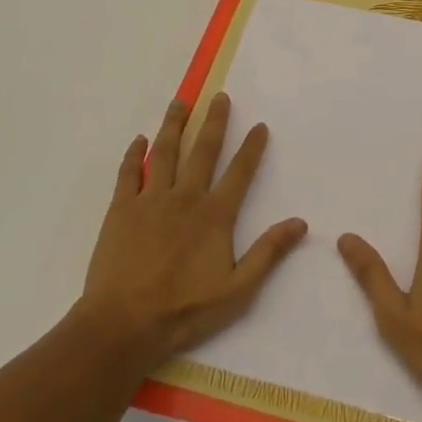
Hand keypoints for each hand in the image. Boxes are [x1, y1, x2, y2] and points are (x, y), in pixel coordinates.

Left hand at [77, 93, 307, 372]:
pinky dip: (134, 154)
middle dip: (214, 122)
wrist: (123, 325)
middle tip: (219, 97)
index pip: (239, 172)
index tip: (260, 125)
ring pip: (164, 152)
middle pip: (202, 151)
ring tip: (179, 102)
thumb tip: (300, 223)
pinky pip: (129, 173)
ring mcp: (150, 200)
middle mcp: (185, 197)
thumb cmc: (183, 311)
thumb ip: (268, 253)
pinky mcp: (121, 209)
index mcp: (214, 215)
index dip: (251, 148)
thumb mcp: (237, 291)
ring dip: (173, 125)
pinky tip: (139, 140)